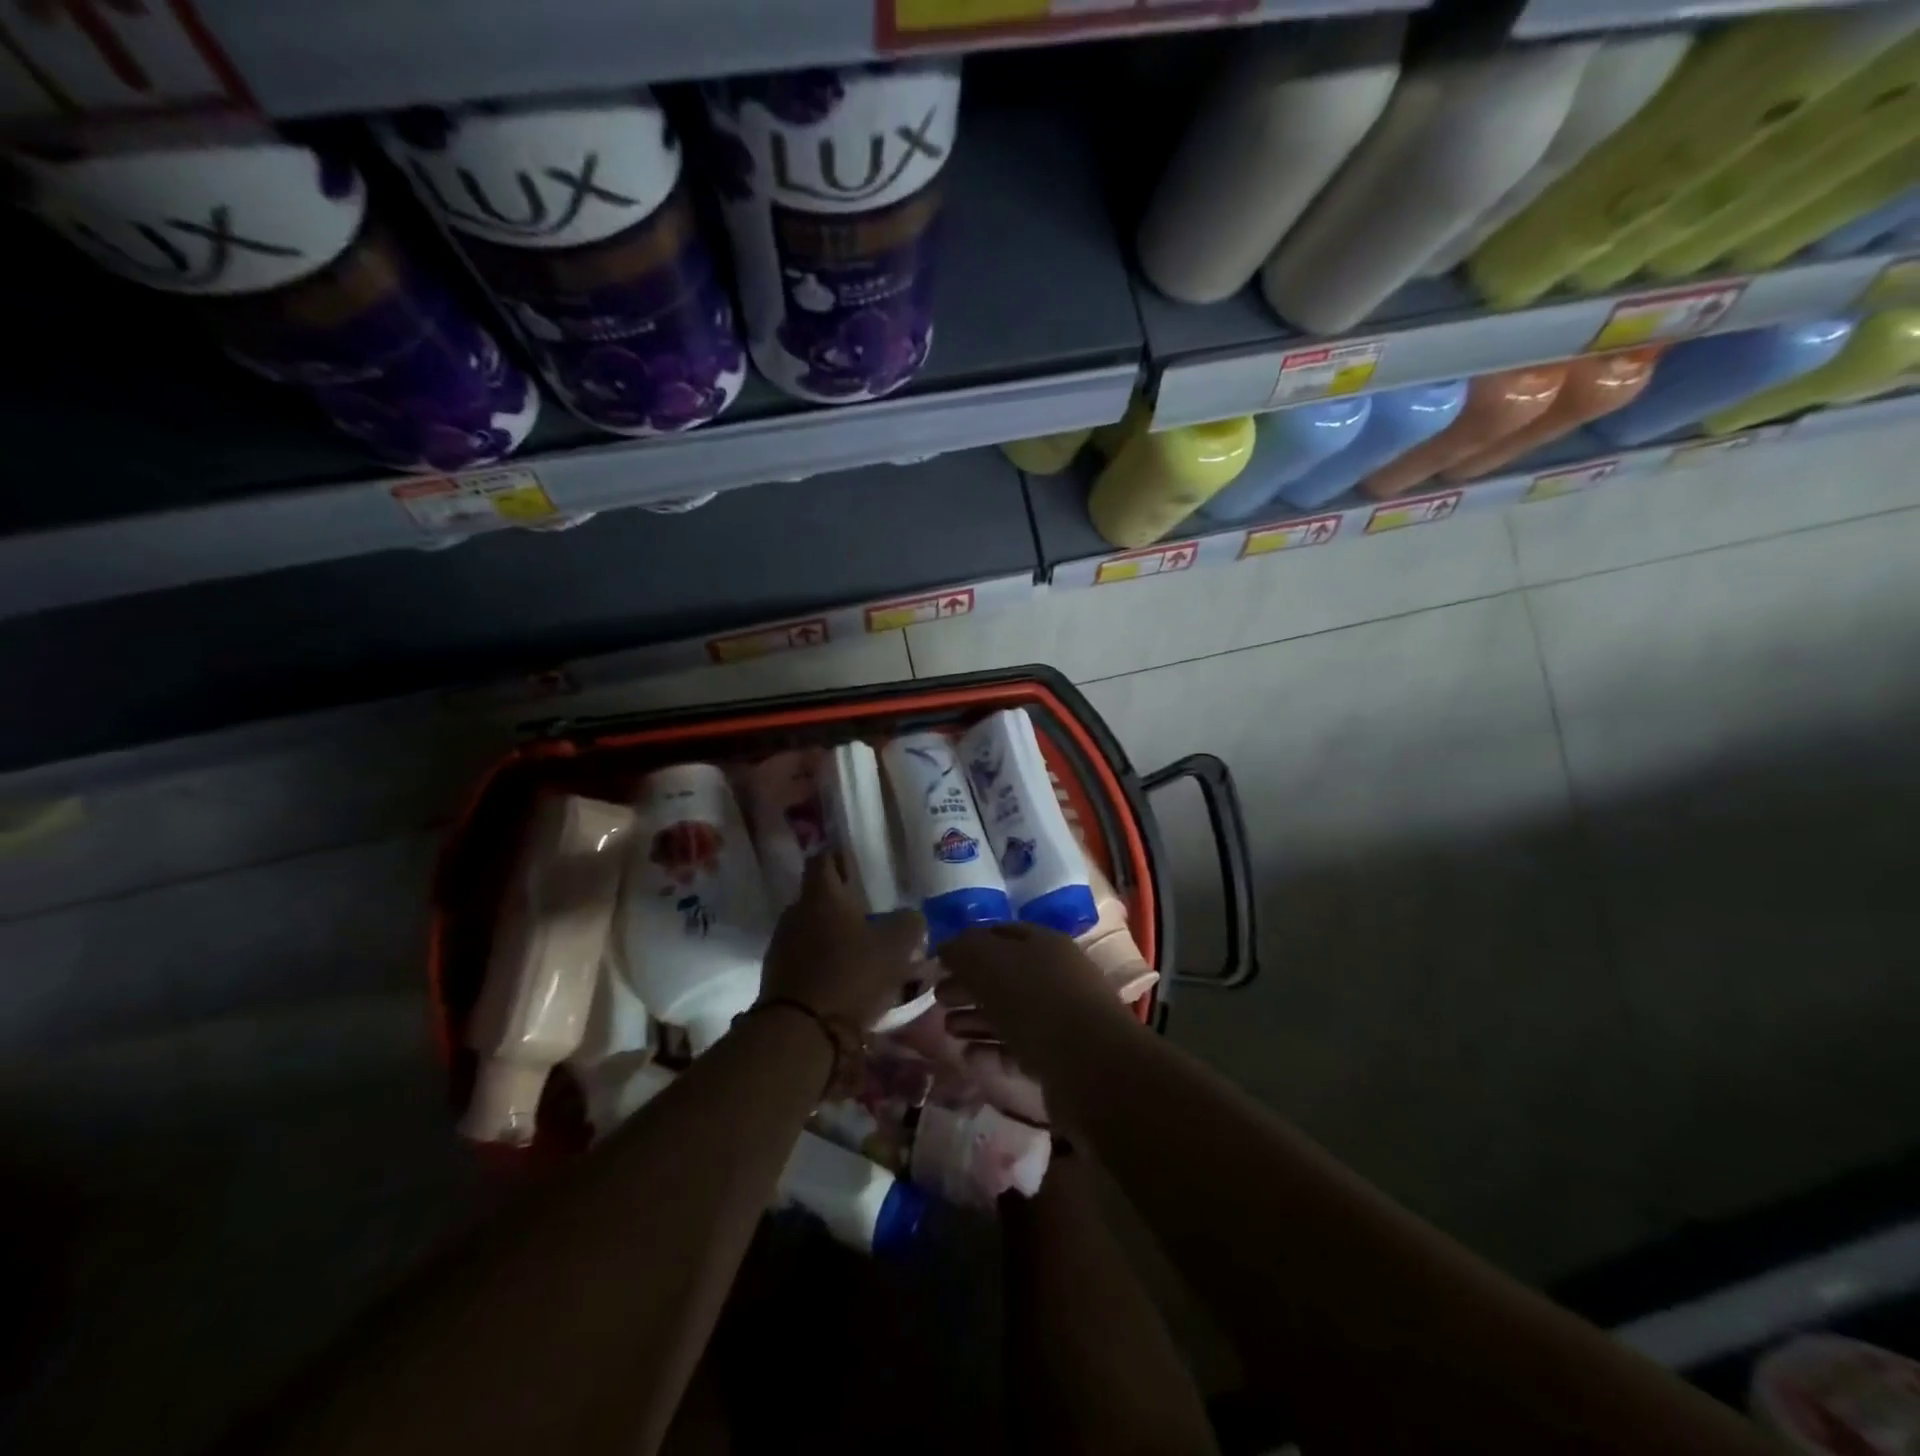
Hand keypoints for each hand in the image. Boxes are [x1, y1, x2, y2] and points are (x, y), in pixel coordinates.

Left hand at [761, 853, 925, 1027]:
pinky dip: (824, 962)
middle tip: (870, 911)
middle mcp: (796, 913)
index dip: (839, 856)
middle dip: (842, 902)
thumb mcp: (895, 947)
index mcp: (821, 896)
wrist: (801, 1032)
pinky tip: (846, 977)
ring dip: (833, 935)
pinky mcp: (778, 976)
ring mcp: (782, 945)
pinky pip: (805, 958)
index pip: (823, 859)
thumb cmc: (850, 975)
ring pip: (812, 929)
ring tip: (862, 949)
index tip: (857, 862)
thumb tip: (912, 916)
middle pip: (818, 897)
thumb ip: (909, 924)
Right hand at [936, 923, 1134, 1070]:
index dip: (967, 944)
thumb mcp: (990, 962)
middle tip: (937, 997)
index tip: (938, 961)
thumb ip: (964, 949)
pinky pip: (1017, 1048)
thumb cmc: (1036, 1001)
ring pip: (1008, 1013)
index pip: (998, 934)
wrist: (1091, 1067)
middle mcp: (1053, 975)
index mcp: (1042, 943)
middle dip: (967, 984)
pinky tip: (968, 1056)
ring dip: (975, 1018)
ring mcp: (1058, 1018)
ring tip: (947, 1029)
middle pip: (1002, 975)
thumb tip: (947, 947)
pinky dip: (991, 1050)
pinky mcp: (1058, 1058)